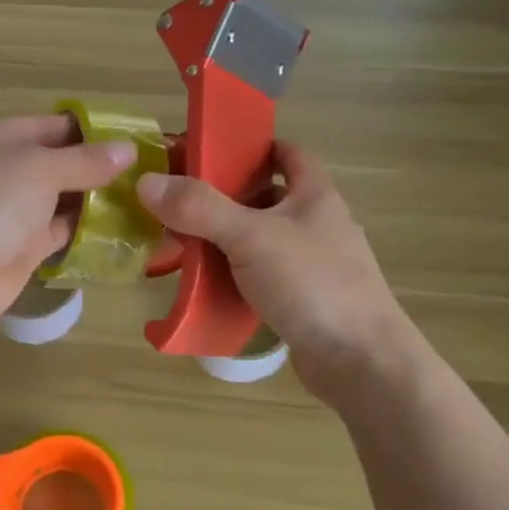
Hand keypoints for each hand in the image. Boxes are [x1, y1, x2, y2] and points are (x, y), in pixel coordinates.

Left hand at [0, 115, 135, 331]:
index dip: (90, 130)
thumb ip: (86, 161)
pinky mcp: (22, 246)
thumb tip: (129, 149)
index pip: (50, 126)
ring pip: (61, 198)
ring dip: (96, 198)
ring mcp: (11, 211)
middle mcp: (2, 171)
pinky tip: (121, 226)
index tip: (133, 137)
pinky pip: (61, 230)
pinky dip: (86, 229)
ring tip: (142, 195)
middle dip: (97, 166)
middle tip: (146, 170)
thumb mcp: (41, 169)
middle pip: (57, 163)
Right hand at [135, 142, 411, 402]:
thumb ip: (200, 208)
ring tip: (178, 246)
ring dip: (221, 241)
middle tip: (176, 203)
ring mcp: (309, 264)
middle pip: (263, 197)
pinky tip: (202, 286)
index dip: (250, 147)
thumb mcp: (251, 237)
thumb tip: (147, 182)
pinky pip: (257, 278)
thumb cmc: (313, 284)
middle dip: (220, 198)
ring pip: (257, 241)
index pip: (286, 152)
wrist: (361, 362)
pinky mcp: (301, 300)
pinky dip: (231, 278)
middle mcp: (314, 224)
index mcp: (313, 195)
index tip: (207, 154)